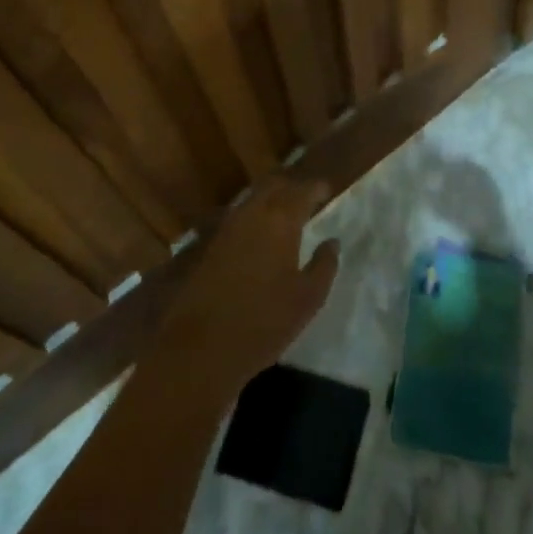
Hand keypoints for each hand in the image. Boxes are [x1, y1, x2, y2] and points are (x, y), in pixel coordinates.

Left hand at [155, 180, 339, 395]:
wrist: (200, 348)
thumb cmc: (263, 322)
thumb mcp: (308, 299)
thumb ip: (324, 265)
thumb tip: (332, 242)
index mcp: (280, 220)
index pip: (302, 190)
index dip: (317, 187)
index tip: (328, 190)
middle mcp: (252, 213)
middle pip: (273, 185)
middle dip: (292, 186)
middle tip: (307, 196)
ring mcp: (226, 228)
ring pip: (252, 198)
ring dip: (271, 198)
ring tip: (286, 212)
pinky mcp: (210, 246)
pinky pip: (238, 217)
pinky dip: (254, 216)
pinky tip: (260, 234)